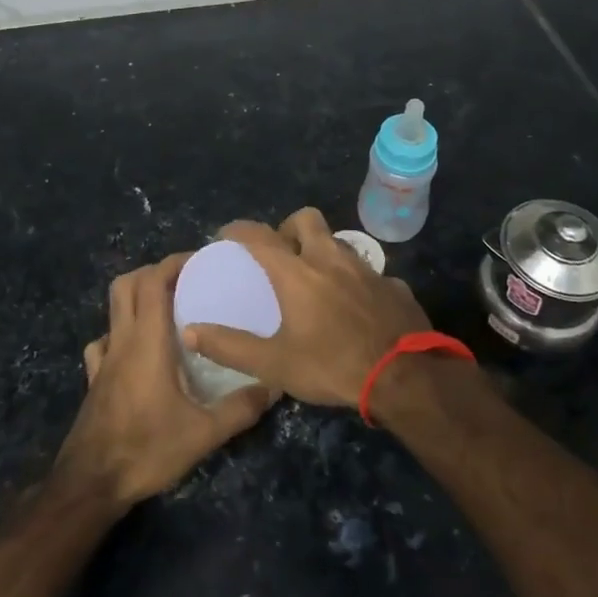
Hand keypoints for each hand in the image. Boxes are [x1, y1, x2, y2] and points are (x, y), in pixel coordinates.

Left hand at [55, 254, 274, 504]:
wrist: (90, 484)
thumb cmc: (146, 449)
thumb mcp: (203, 434)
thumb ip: (240, 409)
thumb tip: (273, 386)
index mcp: (147, 341)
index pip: (152, 281)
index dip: (174, 263)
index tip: (201, 262)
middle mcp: (122, 341)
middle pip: (126, 284)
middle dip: (154, 273)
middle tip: (185, 282)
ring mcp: (103, 360)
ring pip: (112, 310)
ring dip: (136, 298)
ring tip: (166, 310)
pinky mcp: (94, 381)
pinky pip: (103, 343)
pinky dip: (118, 334)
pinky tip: (135, 350)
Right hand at [180, 208, 430, 408]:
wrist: (405, 377)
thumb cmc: (333, 366)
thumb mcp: (274, 364)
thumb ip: (231, 346)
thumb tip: (191, 332)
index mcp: (298, 273)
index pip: (260, 236)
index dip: (240, 229)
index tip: (227, 233)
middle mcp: (331, 259)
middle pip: (307, 219)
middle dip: (289, 227)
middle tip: (281, 253)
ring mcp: (367, 269)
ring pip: (339, 243)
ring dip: (323, 252)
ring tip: (316, 281)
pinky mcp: (393, 285)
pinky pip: (369, 273)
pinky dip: (356, 282)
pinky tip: (356, 307)